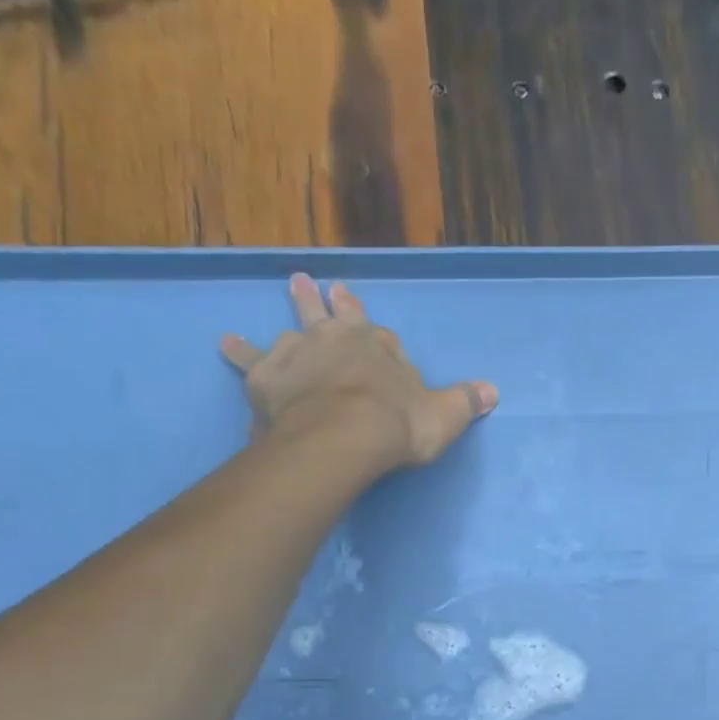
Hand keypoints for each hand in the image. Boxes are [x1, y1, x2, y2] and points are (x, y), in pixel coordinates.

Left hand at [220, 273, 497, 475]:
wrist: (344, 437)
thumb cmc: (398, 425)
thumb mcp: (444, 416)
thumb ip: (465, 402)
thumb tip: (493, 391)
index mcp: (378, 347)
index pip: (375, 331)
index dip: (367, 323)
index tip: (359, 307)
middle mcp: (335, 340)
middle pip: (328, 316)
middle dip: (320, 300)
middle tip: (306, 281)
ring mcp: (298, 354)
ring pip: (290, 329)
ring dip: (288, 313)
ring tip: (282, 295)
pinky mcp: (266, 376)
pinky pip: (249, 360)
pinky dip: (238, 351)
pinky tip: (225, 344)